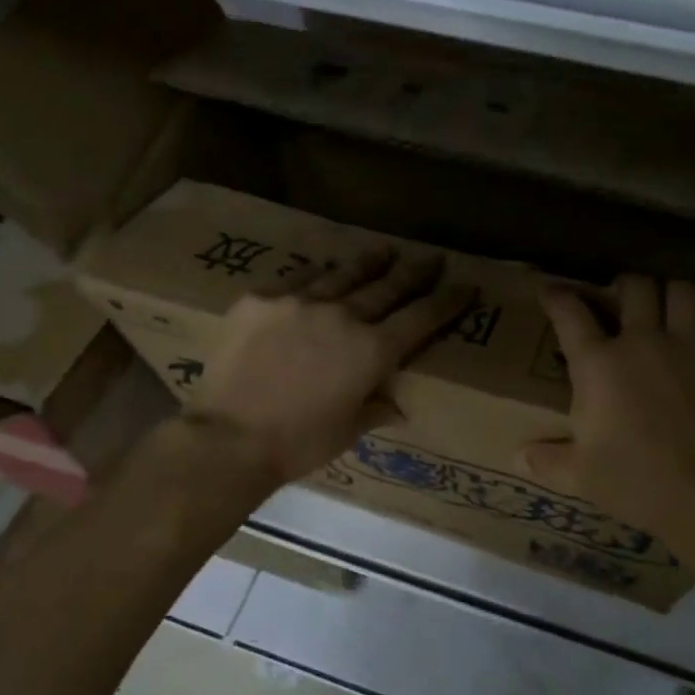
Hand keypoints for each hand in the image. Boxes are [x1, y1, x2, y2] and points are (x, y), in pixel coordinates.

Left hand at [185, 246, 473, 485]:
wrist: (229, 437)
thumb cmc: (297, 443)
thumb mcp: (347, 431)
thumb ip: (376, 409)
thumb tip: (397, 405)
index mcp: (372, 351)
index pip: (421, 318)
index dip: (447, 301)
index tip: (465, 286)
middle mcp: (343, 316)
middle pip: (388, 287)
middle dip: (415, 273)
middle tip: (432, 258)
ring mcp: (299, 301)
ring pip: (343, 274)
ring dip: (369, 263)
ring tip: (384, 250)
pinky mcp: (260, 299)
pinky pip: (297, 278)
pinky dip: (316, 274)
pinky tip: (323, 269)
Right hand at [520, 275, 694, 537]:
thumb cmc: (636, 482)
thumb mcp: (581, 476)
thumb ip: (548, 461)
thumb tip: (517, 459)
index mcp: (598, 364)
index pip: (570, 314)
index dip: (556, 296)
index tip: (550, 290)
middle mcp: (642, 342)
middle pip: (635, 288)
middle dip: (624, 286)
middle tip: (621, 298)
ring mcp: (690, 347)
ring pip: (682, 293)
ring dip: (671, 293)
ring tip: (666, 306)